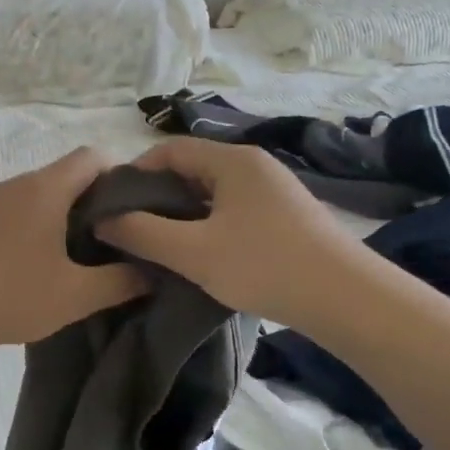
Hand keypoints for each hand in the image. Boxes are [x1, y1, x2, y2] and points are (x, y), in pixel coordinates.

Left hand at [0, 148, 147, 351]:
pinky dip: (35, 226)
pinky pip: (15, 210)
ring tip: (77, 256)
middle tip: (114, 240)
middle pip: (67, 175)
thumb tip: (151, 272)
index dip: (121, 175)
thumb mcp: (75, 296)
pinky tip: (34, 265)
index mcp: (46, 188)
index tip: (135, 211)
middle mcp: (18, 183)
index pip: (93, 156)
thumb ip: (121, 282)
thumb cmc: (9, 295)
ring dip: (63, 216)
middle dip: (95, 201)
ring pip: (40, 195)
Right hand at [98, 138, 366, 325]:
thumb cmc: (264, 265)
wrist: (347, 299)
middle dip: (157, 197)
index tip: (113, 206)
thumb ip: (142, 233)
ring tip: (161, 246)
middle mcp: (254, 165)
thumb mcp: (193, 252)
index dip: (135, 173)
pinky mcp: (286, 216)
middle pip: (191, 169)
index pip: (169, 149)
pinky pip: (234, 210)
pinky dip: (209, 225)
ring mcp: (274, 190)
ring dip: (183, 214)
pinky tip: (202, 255)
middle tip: (132, 230)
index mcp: (232, 160)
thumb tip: (102, 219)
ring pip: (213, 193)